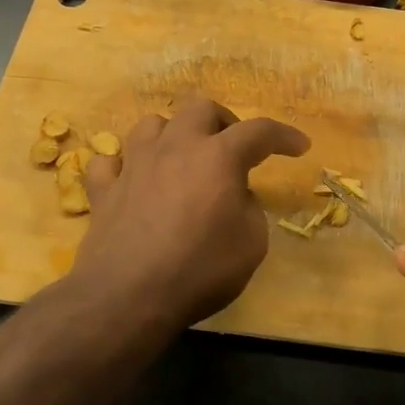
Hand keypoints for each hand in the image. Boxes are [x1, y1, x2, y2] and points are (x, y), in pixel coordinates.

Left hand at [74, 95, 309, 333]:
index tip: (299, 146)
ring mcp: (135, 165)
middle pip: (200, 108)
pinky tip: (133, 181)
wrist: (128, 296)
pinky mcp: (104, 189)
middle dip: (222, 122)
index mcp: (219, 157)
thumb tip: (234, 196)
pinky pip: (110, 161)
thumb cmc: (200, 270)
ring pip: (151, 124)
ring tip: (182, 158)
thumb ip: (249, 209)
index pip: (259, 131)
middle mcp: (176, 148)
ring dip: (172, 134)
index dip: (284, 135)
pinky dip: (124, 166)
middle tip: (232, 149)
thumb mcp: (251, 244)